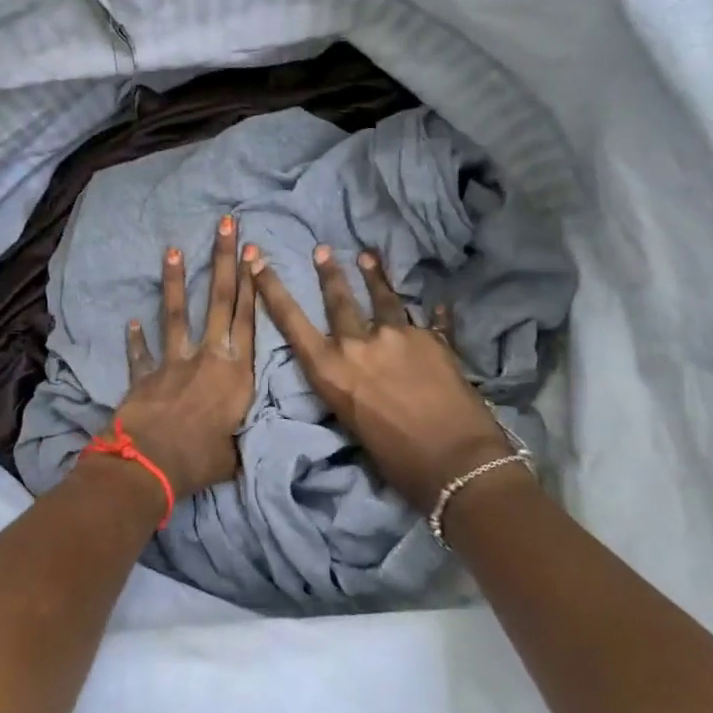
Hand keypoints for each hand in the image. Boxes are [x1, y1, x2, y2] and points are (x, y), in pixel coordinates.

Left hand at [114, 215, 257, 497]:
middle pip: (220, 302)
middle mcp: (208, 357)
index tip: (253, 252)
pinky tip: (131, 321)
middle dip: (223, 260)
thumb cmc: (201, 460)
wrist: (151, 463)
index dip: (253, 284)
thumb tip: (236, 444)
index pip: (249, 319)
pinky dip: (136, 339)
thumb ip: (237, 438)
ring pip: (177, 313)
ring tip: (173, 250)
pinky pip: (141, 353)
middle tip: (225, 224)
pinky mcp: (145, 374)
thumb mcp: (234, 453)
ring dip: (176, 281)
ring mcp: (173, 362)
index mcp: (236, 373)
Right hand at [246, 243, 514, 511]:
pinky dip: (433, 313)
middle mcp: (358, 344)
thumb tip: (356, 376)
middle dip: (329, 273)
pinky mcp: (433, 339)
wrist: (455, 462)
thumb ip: (348, 388)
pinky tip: (438, 303)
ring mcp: (398, 336)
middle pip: (339, 300)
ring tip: (368, 257)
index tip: (258, 261)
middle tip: (322, 249)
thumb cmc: (395, 458)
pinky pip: (431, 321)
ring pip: (383, 298)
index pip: (291, 320)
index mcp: (329, 369)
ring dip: (374, 277)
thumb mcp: (351, 423)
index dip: (272, 289)